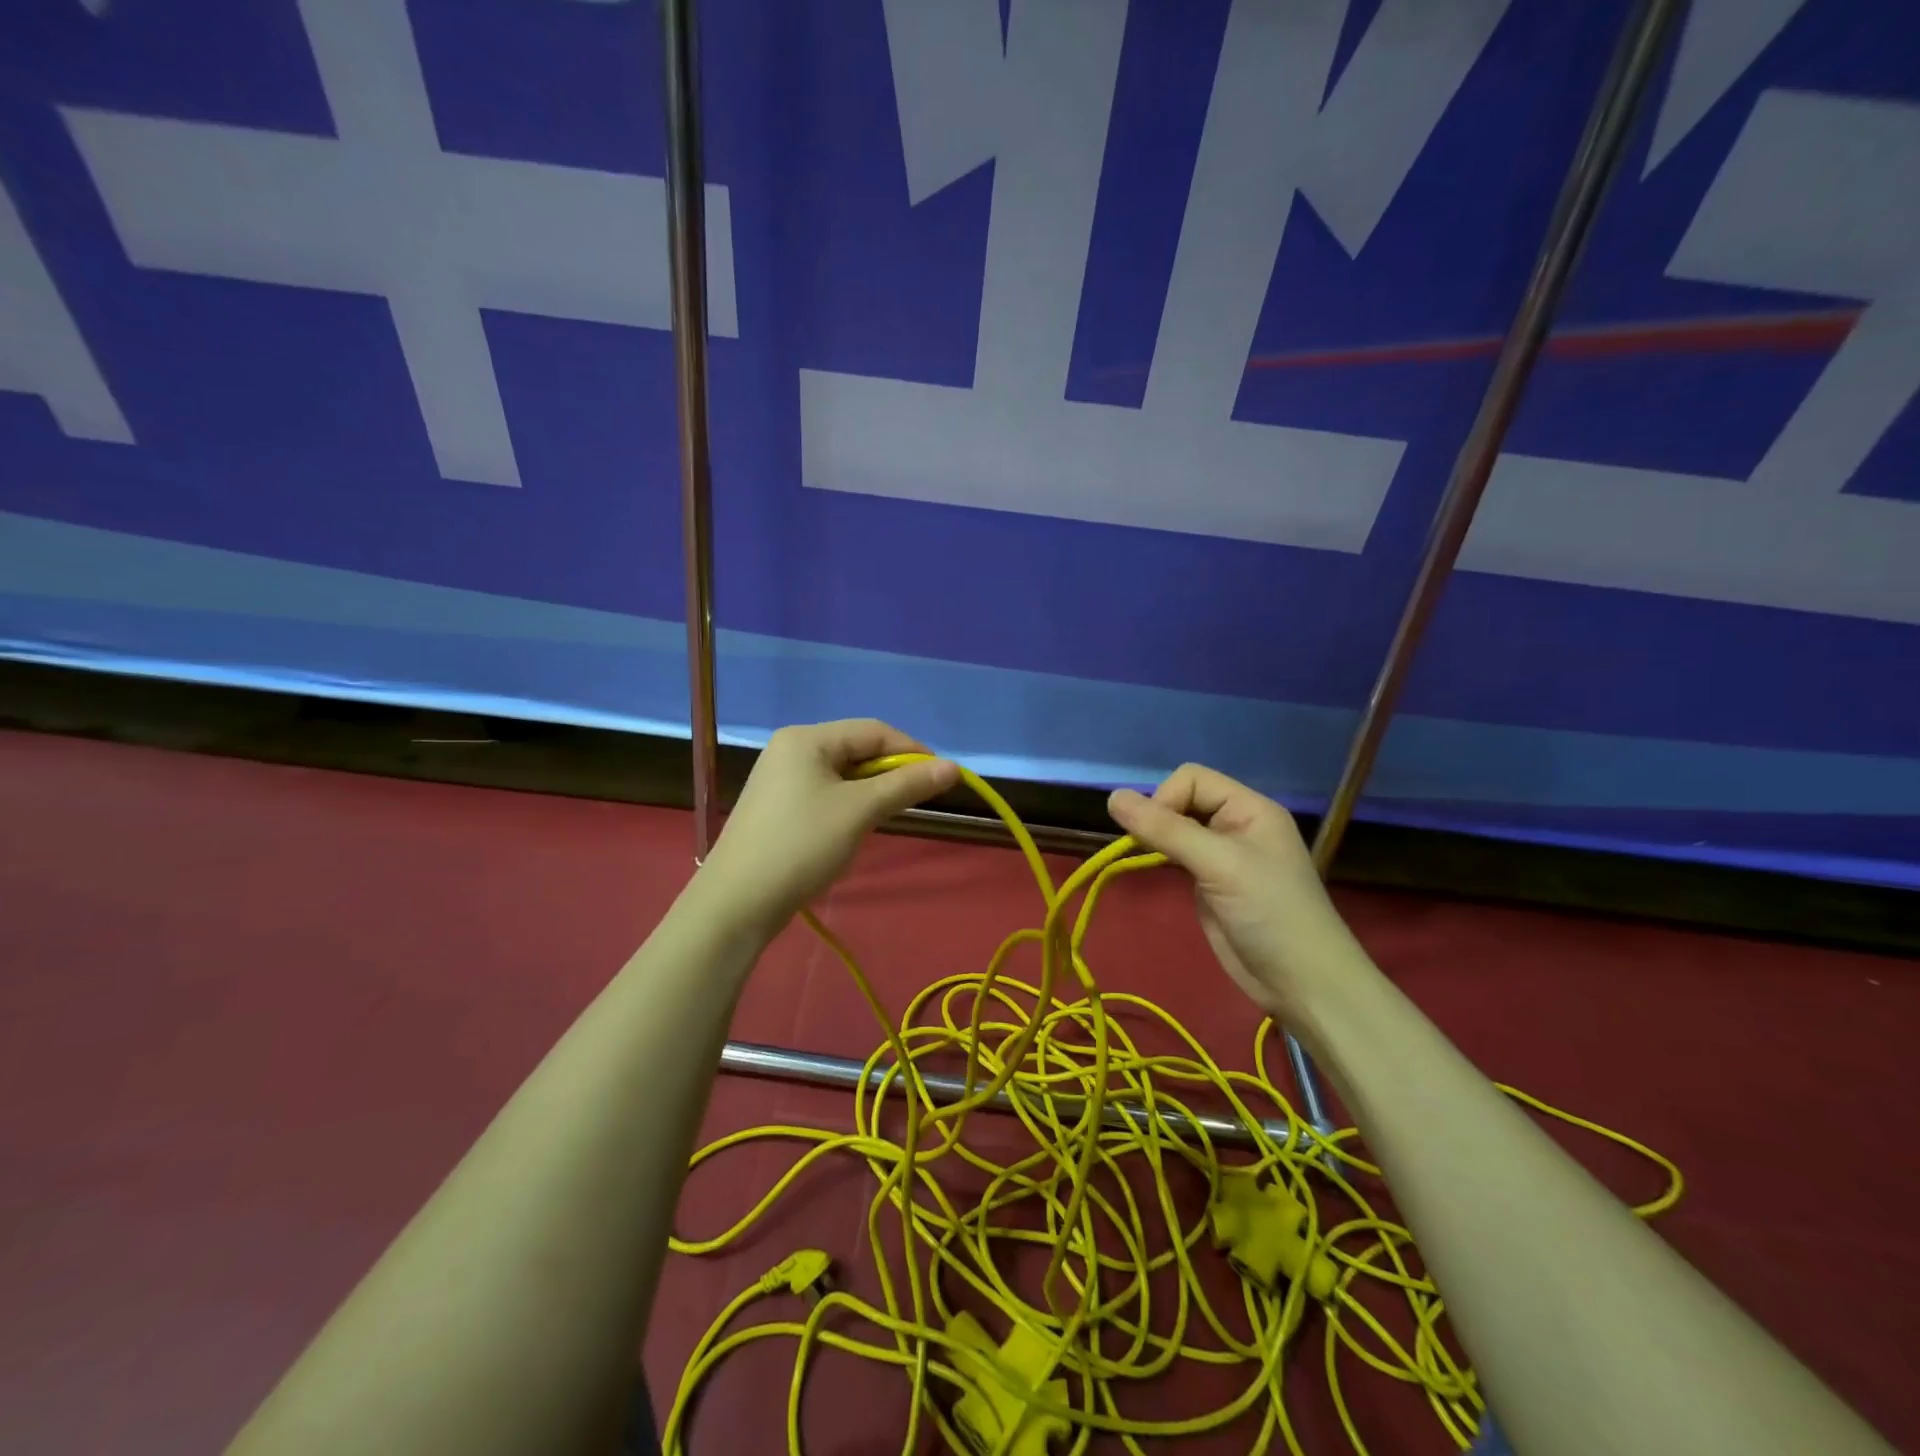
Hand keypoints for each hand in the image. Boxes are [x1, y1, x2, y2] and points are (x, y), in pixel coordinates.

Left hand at [696, 720, 958, 935]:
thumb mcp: (859, 811)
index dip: (912, 751)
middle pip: (856, 748)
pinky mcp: (777, 805)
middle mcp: (790, 748)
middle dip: (890, 772)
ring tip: (885, 817)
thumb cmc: (802, 846)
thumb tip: (953, 767)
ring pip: (842, 773)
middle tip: (917, 800)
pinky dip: (848, 804)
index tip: (943, 778)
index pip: (873, 730)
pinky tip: (853, 828)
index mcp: (806, 738)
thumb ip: (906, 785)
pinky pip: (825, 792)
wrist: (737, 902)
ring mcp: (780, 777)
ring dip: (871, 790)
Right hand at [1107, 764, 1370, 1017]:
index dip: (1166, 798)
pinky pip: (1178, 854)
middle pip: (1182, 799)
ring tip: (1146, 855)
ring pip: (1176, 827)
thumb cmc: (1269, 913)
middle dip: (1159, 817)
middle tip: (1148, 848)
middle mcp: (1236, 824)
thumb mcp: (1218, 864)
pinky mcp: (1211, 882)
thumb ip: (1166, 829)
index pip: (1192, 778)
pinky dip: (1161, 855)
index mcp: (1249, 808)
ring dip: (1157, 836)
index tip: (1156, 833)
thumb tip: (1112, 797)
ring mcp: (1223, 855)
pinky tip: (1155, 867)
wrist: (1301, 983)